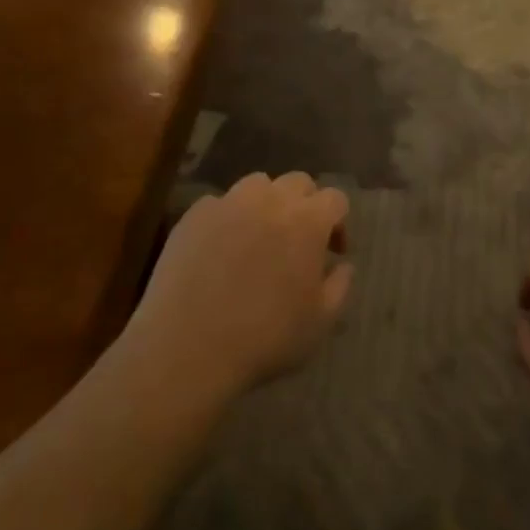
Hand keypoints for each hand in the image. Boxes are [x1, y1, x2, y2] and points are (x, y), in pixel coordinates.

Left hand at [125, 172, 351, 402]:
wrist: (187, 348)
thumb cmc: (264, 338)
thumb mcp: (319, 322)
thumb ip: (339, 286)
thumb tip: (343, 265)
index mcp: (308, 221)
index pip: (336, 198)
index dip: (339, 223)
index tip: (333, 252)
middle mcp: (271, 200)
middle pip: (298, 182)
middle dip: (306, 204)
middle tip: (299, 240)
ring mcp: (229, 203)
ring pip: (257, 184)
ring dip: (266, 202)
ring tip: (259, 235)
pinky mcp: (194, 215)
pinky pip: (219, 203)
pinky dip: (227, 217)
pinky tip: (220, 248)